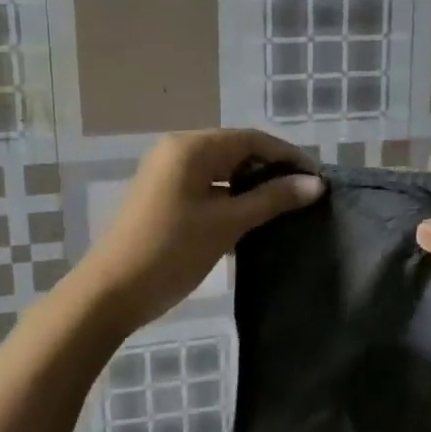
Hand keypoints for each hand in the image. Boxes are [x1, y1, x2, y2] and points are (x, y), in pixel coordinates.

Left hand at [77, 129, 323, 331]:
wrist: (112, 292)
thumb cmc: (172, 251)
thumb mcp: (227, 223)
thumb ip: (272, 199)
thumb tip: (316, 184)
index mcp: (192, 147)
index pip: (252, 139)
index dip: (288, 156)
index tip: (318, 179)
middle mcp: (178, 150)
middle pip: (236, 150)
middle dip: (271, 170)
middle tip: (304, 195)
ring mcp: (167, 174)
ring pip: (222, 170)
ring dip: (252, 186)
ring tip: (285, 208)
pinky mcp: (163, 196)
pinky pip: (207, 186)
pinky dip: (231, 198)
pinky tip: (252, 219)